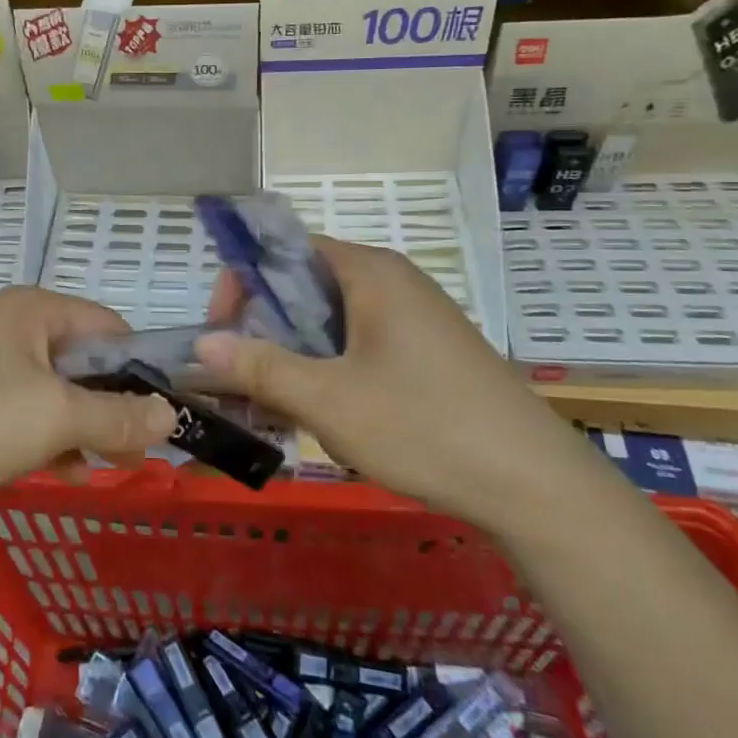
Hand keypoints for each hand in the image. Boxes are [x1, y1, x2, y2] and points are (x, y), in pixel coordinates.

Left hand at [0, 287, 176, 515]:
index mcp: (33, 310)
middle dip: (113, 404)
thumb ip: (118, 415)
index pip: (108, 325)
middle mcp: (12, 328)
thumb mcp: (56, 416)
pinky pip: (26, 415)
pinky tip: (68, 473)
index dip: (139, 366)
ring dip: (85, 427)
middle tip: (141, 449)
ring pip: (56, 393)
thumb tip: (171, 415)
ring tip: (111, 465)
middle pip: (83, 360)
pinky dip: (50, 439)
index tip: (163, 412)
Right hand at [196, 236, 601, 535]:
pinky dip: (329, 368)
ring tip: (277, 404)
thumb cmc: (424, 426)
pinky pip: (360, 344)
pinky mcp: (428, 351)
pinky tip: (322, 414)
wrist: (536, 485)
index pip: (285, 251)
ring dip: (295, 354)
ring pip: (332, 320)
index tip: (223, 332)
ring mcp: (414, 317)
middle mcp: (392, 281)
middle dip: (265, 327)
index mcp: (370, 272)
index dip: (243, 283)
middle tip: (244, 376)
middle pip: (306, 285)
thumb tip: (202, 345)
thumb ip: (261, 368)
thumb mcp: (329, 400)